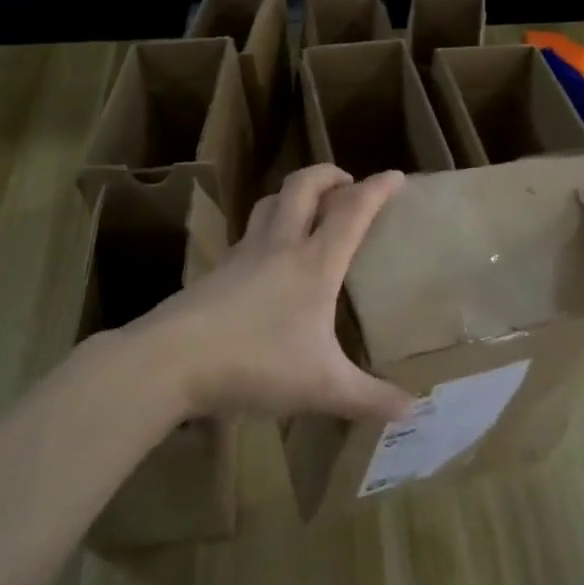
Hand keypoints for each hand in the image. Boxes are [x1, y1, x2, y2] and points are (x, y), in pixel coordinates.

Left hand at [132, 165, 416, 422]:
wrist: (170, 361)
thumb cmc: (256, 364)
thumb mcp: (322, 388)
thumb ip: (370, 398)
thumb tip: (412, 409)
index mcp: (314, 264)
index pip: (351, 212)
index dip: (377, 190)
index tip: (395, 175)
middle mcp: (279, 247)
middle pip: (302, 187)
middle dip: (328, 175)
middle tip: (347, 183)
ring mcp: (241, 256)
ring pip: (268, 204)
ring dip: (292, 195)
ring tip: (307, 210)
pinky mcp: (216, 272)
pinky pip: (247, 235)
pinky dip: (266, 229)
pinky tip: (267, 261)